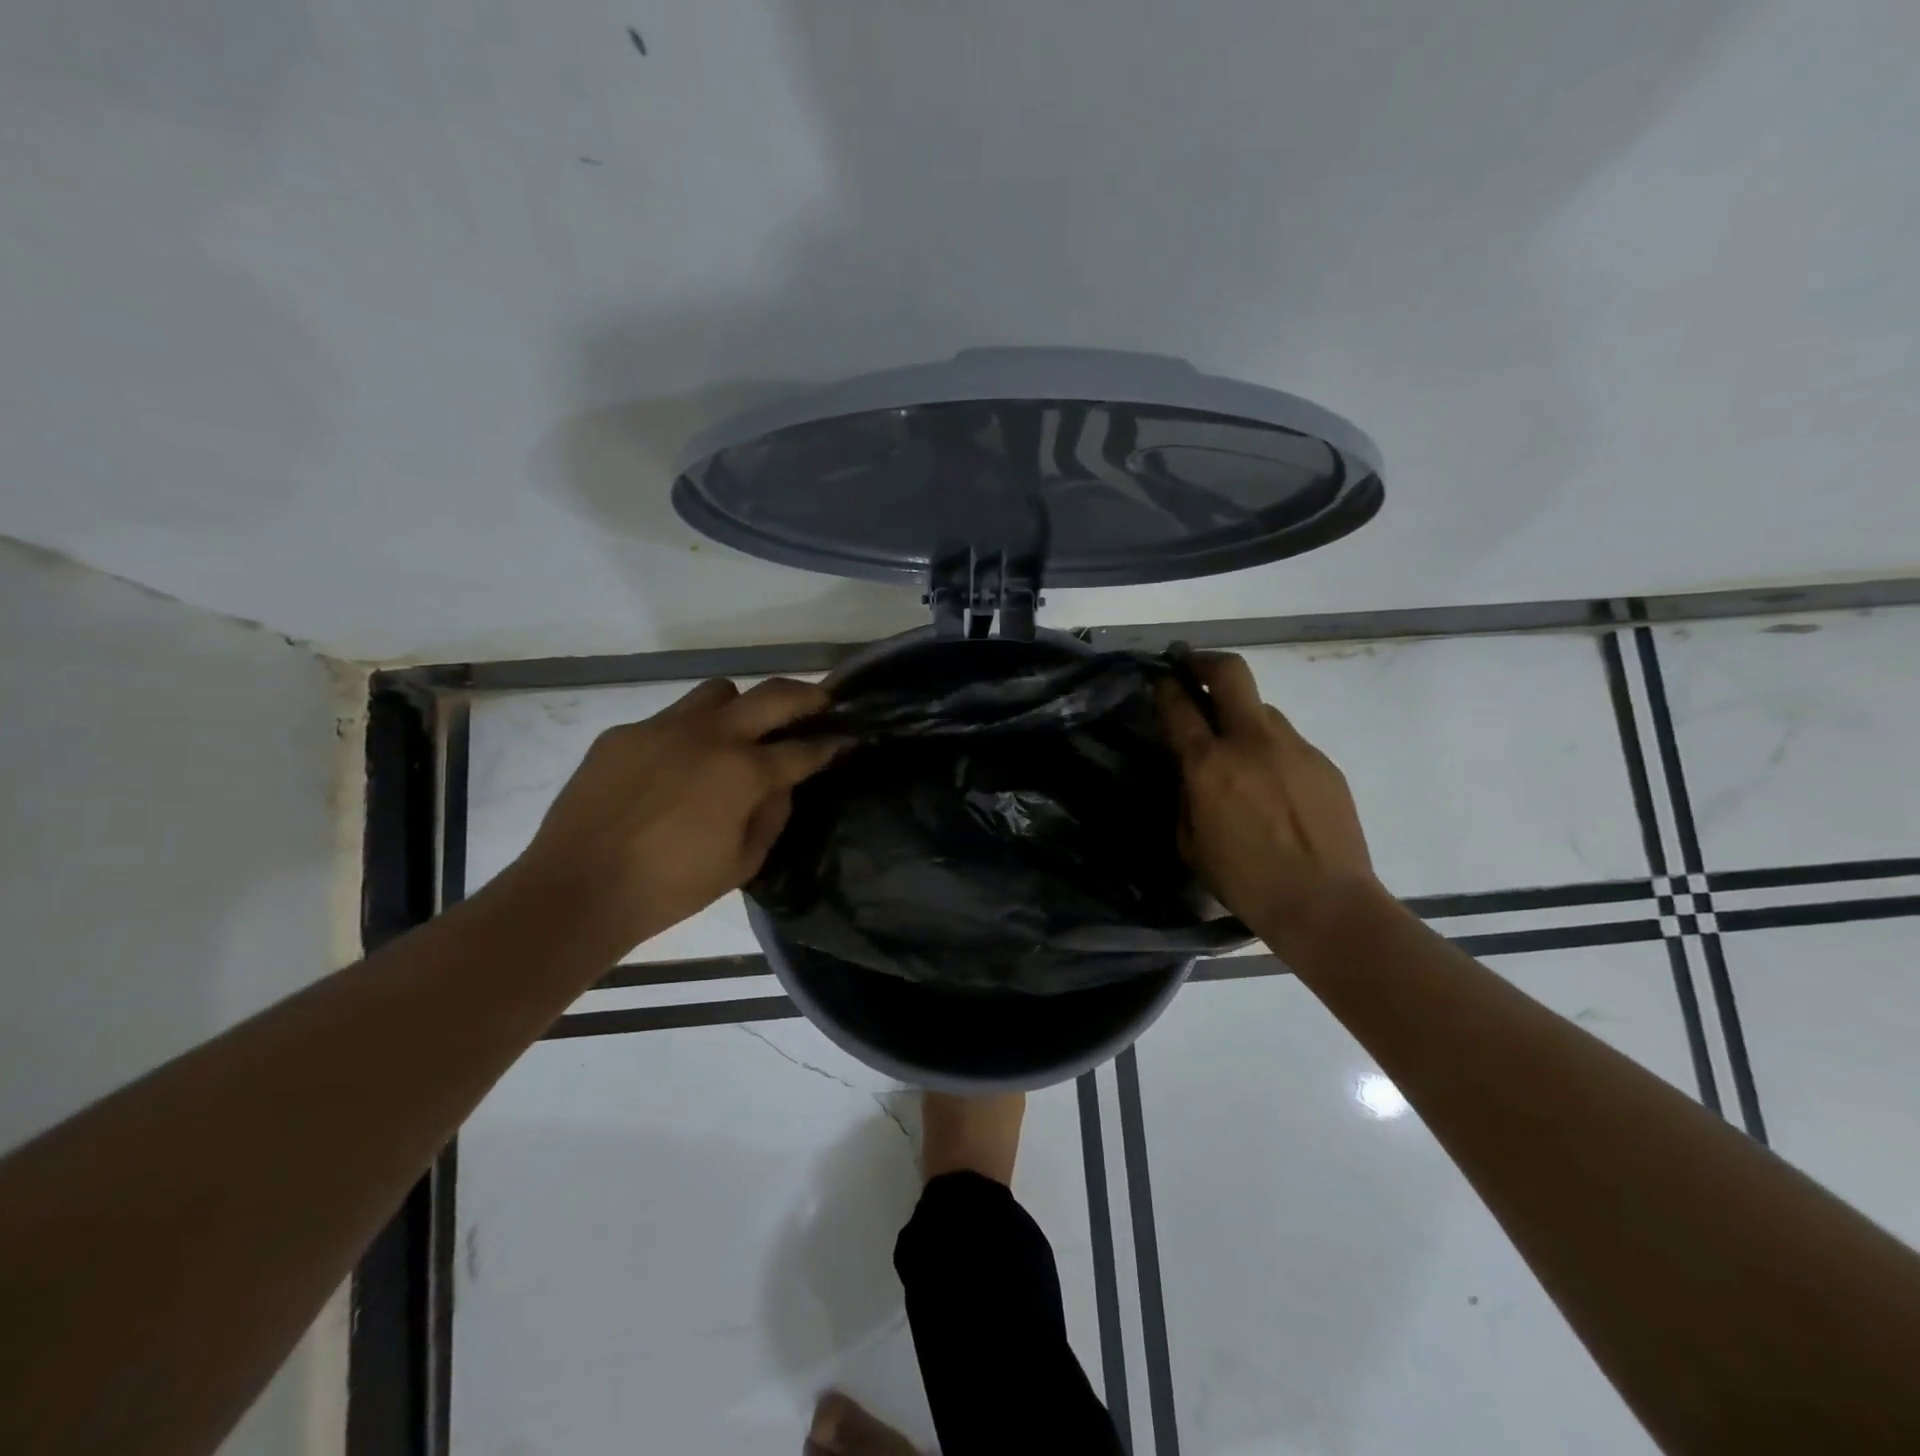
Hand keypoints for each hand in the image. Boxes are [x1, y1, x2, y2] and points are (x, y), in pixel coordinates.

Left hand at [511, 678, 841, 955]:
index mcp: (743, 772)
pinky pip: (668, 721)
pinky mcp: (624, 733)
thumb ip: (773, 815)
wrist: (577, 890)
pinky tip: (670, 773)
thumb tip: (781, 784)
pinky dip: (684, 737)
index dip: (832, 743)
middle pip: (773, 694)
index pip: (803, 749)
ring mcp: (662, 727)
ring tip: (735, 736)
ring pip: (718, 692)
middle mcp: (709, 736)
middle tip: (818, 706)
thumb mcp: (742, 863)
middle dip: (806, 697)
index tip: (848, 738)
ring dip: (740, 708)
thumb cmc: (671, 888)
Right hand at [1155, 653, 1375, 940]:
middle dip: (1204, 662)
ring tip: (1239, 751)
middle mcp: (1251, 741)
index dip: (1165, 686)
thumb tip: (1193, 773)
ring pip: (1262, 709)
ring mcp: (1294, 746)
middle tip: (1191, 668)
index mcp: (1209, 764)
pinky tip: (1275, 788)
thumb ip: (1187, 797)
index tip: (1159, 679)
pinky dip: (1272, 752)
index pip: (1179, 705)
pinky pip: (1288, 743)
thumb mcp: (1192, 843)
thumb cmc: (1245, 882)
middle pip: (1229, 672)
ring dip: (1242, 717)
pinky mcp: (1323, 761)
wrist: (1326, 903)